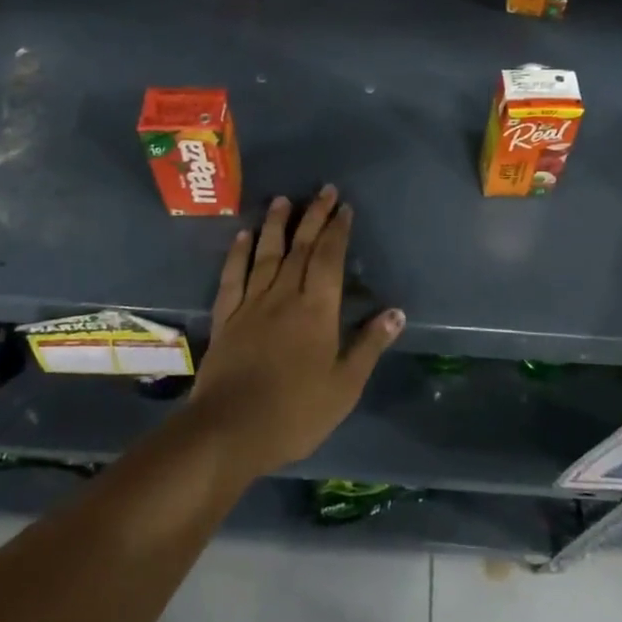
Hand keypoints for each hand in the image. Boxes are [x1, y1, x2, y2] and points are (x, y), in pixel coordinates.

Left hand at [185, 186, 403, 476]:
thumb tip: (396, 312)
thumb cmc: (295, 413)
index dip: (338, 231)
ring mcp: (251, 304)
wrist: (229, 431)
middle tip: (324, 190)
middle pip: (300, 248)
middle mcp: (284, 296)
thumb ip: (369, 346)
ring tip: (283, 199)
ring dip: (276, 225)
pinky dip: (237, 254)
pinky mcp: (225, 318)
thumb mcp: (344, 386)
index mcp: (316, 310)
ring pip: (266, 254)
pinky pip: (232, 277)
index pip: (329, 259)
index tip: (344, 208)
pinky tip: (242, 236)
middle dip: (314, 217)